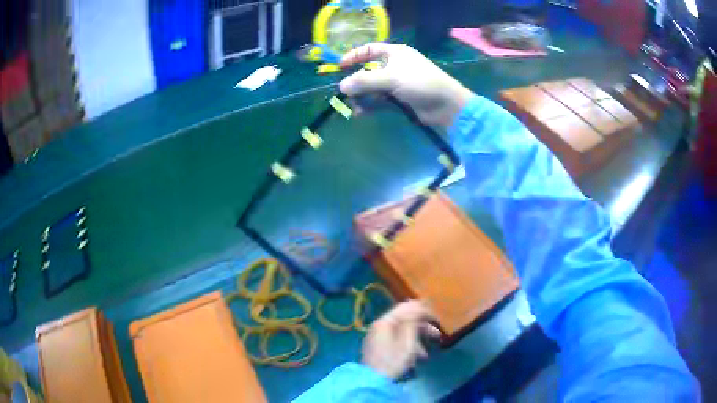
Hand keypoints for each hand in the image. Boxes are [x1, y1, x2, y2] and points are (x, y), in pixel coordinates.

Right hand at [339, 43, 474, 128]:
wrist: (446, 105)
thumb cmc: (420, 83)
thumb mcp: (391, 78)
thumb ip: (365, 81)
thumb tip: (341, 86)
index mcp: (394, 54)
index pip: (369, 50)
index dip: (353, 56)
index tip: (339, 67)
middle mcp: (394, 66)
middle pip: (368, 71)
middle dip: (356, 81)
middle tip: (345, 92)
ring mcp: (397, 84)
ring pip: (373, 88)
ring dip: (362, 96)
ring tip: (353, 106)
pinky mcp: (400, 100)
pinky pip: (380, 101)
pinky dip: (370, 106)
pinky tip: (360, 113)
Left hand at [361, 300, 440, 378]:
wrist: (373, 381)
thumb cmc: (392, 360)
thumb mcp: (407, 341)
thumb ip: (413, 322)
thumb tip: (418, 307)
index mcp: (385, 322)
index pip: (406, 307)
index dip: (423, 309)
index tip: (437, 317)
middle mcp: (380, 326)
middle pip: (404, 320)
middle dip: (423, 327)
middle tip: (437, 335)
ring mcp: (378, 337)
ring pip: (402, 332)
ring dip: (417, 340)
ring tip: (427, 353)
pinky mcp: (379, 348)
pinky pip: (396, 341)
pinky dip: (408, 346)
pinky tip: (417, 358)